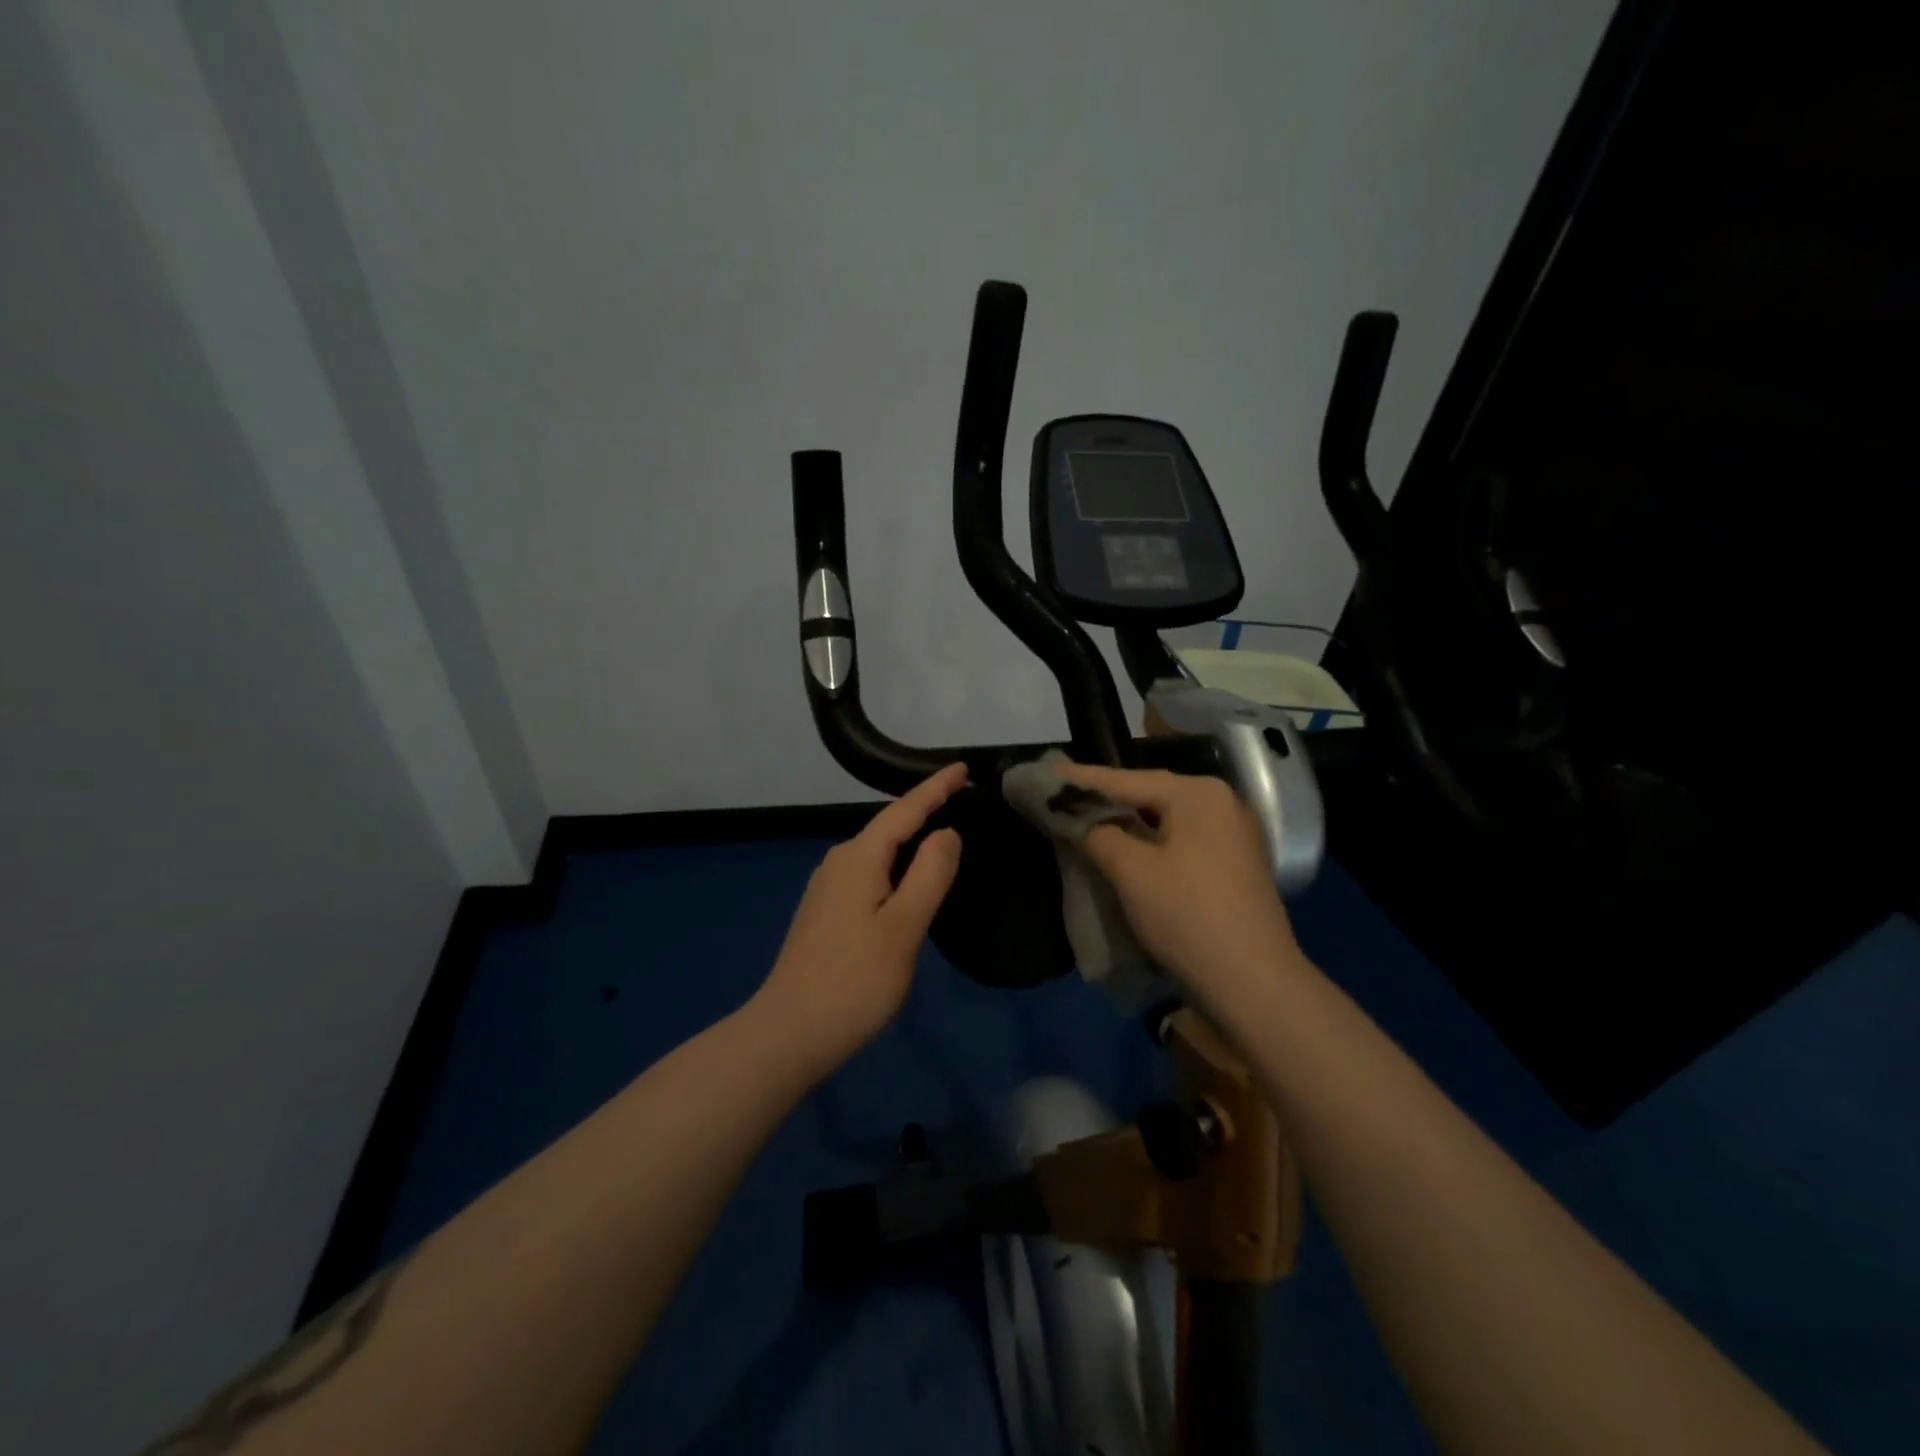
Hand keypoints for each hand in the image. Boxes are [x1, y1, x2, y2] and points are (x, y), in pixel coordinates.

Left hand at [751, 762, 966, 1077]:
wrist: (788, 1033)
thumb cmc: (854, 980)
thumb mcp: (904, 927)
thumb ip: (929, 874)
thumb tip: (946, 833)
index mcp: (859, 858)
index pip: (904, 810)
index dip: (935, 788)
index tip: (963, 768)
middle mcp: (838, 863)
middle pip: (888, 827)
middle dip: (923, 810)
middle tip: (962, 800)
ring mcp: (827, 889)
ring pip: (877, 853)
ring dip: (909, 841)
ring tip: (942, 837)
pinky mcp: (824, 913)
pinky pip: (868, 874)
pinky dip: (894, 867)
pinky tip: (906, 882)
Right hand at [1057, 762, 1303, 1011]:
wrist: (1254, 985)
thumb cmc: (1187, 917)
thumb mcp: (1131, 871)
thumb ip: (1096, 832)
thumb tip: (1072, 815)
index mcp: (1199, 794)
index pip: (1125, 780)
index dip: (1079, 779)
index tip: (1042, 771)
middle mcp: (1221, 803)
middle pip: (1147, 795)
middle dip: (1103, 800)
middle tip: (1057, 797)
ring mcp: (1232, 834)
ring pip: (1164, 820)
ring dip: (1124, 823)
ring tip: (1082, 820)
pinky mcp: (1233, 864)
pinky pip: (1180, 841)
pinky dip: (1148, 842)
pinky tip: (1123, 848)